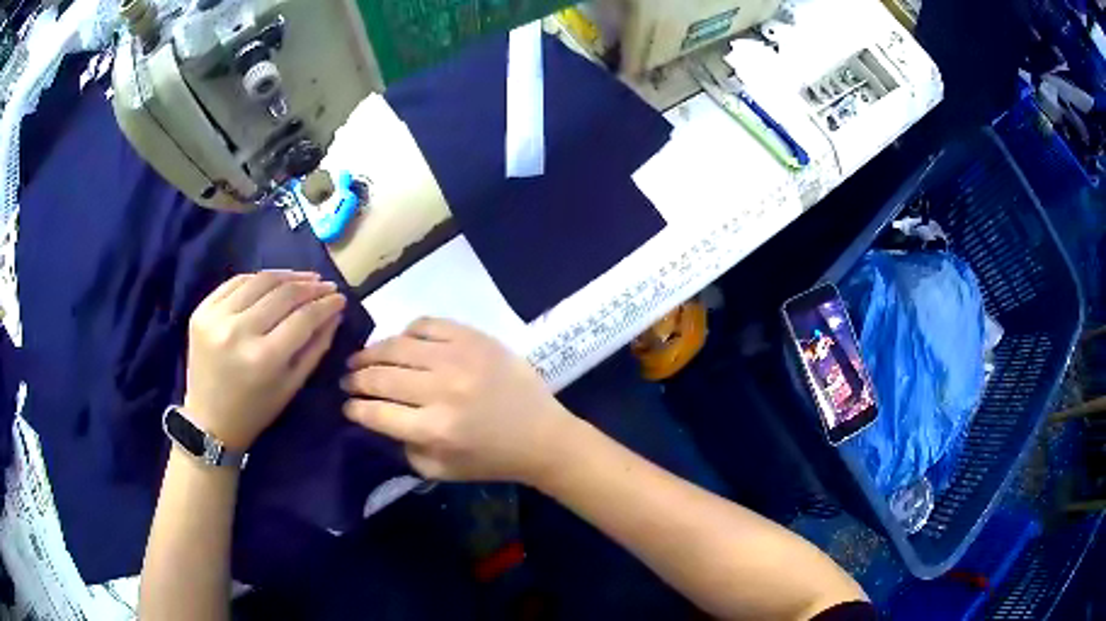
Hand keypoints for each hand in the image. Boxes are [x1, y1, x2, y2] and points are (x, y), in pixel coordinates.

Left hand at [184, 271, 346, 450]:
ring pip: (260, 281)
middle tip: (326, 285)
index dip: (326, 304)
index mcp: (263, 359)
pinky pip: (235, 282)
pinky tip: (273, 281)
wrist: (209, 420)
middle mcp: (238, 332)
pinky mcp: (202, 310)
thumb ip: (316, 348)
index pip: (303, 317)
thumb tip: (334, 313)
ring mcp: (216, 317)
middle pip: (283, 294)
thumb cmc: (255, 411)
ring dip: (287, 276)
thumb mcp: (291, 386)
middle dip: (310, 286)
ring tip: (304, 278)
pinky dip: (258, 279)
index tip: (340, 297)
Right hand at [342, 318, 571, 483]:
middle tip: (347, 380)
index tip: (345, 405)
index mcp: (433, 429)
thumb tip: (376, 418)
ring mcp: (458, 358)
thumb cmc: (491, 459)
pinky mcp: (474, 338)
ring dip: (371, 353)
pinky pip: (427, 324)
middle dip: (355, 379)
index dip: (353, 408)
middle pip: (380, 377)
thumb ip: (403, 447)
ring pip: (397, 346)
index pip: (375, 413)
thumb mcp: (441, 469)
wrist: (541, 435)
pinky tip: (402, 342)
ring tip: (361, 358)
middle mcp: (441, 390)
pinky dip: (407, 331)